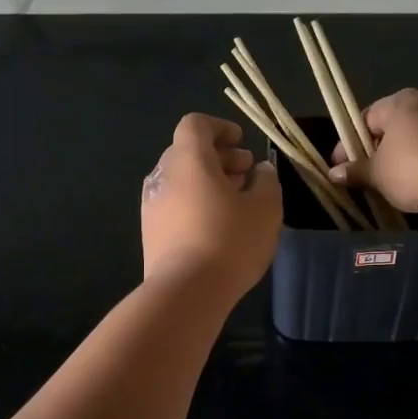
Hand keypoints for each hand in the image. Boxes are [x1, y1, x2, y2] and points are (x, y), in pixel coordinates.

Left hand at [140, 113, 280, 299]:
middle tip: (247, 173)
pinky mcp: (151, 233)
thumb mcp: (265, 208)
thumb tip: (260, 171)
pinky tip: (219, 226)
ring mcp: (152, 205)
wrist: (185, 293)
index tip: (242, 142)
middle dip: (220, 157)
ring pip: (182, 180)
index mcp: (188, 159)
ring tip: (238, 202)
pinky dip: (196, 203)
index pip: (195, 125)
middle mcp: (163, 176)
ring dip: (209, 182)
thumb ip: (267, 181)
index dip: (220, 128)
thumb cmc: (230, 240)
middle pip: (188, 152)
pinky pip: (175, 205)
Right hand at [328, 89, 417, 217]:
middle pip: (392, 127)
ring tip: (390, 184)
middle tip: (365, 175)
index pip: (366, 118)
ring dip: (401, 159)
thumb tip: (333, 174)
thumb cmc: (410, 168)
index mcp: (399, 101)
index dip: (348, 144)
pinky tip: (416, 185)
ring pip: (416, 139)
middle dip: (377, 151)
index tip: (341, 166)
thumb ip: (354, 171)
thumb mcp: (376, 174)